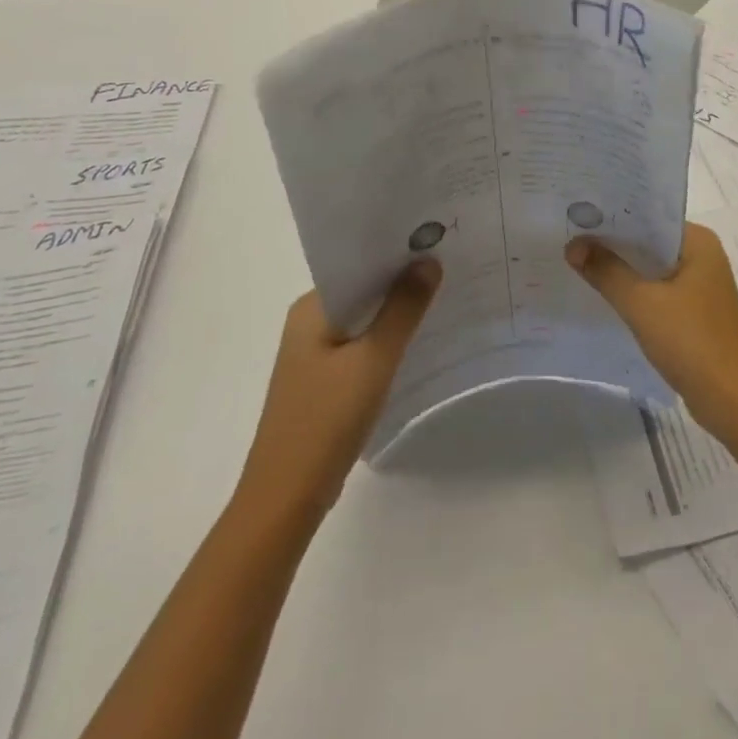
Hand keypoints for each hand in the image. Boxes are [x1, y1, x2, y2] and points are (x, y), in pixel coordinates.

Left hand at [234, 260, 440, 533]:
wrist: (286, 498)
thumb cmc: (326, 420)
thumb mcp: (373, 359)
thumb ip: (403, 309)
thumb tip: (429, 260)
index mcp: (311, 308)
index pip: (359, 263)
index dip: (397, 251)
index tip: (437, 240)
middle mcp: (309, 322)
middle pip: (364, 288)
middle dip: (403, 278)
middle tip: (451, 263)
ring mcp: (315, 353)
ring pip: (365, 318)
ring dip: (397, 309)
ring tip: (445, 294)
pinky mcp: (325, 380)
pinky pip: (362, 343)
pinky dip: (388, 337)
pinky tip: (419, 339)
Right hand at [566, 223, 737, 438]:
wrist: (734, 401)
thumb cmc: (692, 341)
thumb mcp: (642, 303)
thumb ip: (607, 272)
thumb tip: (573, 245)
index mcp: (698, 242)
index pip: (650, 216)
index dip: (613, 216)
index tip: (577, 214)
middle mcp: (703, 256)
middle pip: (649, 242)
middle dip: (613, 243)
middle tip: (568, 237)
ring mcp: (701, 287)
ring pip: (652, 270)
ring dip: (622, 270)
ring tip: (577, 262)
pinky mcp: (695, 314)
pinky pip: (658, 293)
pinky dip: (635, 293)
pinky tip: (604, 297)